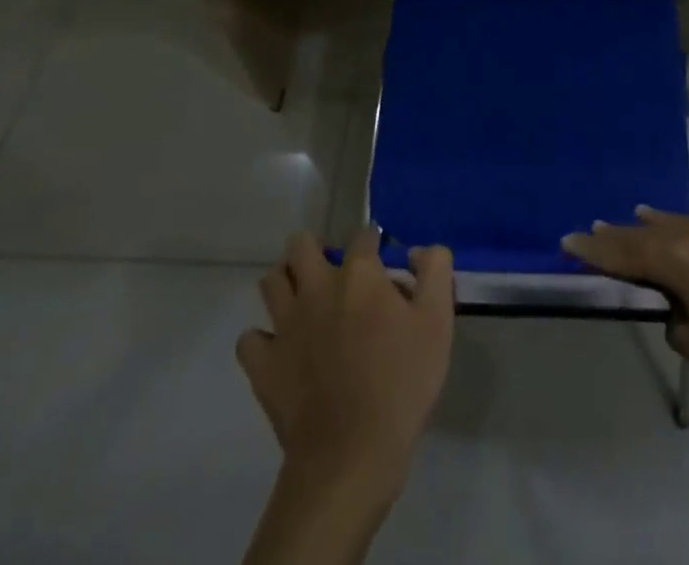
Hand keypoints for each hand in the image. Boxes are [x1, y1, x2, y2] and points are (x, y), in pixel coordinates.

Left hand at [238, 228, 454, 493]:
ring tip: (305, 300)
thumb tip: (418, 251)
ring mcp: (285, 326)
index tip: (383, 264)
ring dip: (286, 283)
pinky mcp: (263, 365)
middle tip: (333, 272)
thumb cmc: (402, 382)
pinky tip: (280, 349)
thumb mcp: (438, 320)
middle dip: (314, 249)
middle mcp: (317, 288)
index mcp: (359, 274)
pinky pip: (250, 339)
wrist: (352, 453)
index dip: (374, 244)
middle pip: (301, 245)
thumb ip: (435, 270)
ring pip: (271, 282)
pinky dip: (262, 339)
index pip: (363, 236)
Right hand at [563, 207, 688, 400]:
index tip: (568, 241)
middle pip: (645, 234)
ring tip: (631, 215)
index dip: (594, 251)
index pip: (625, 255)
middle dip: (617, 235)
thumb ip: (679, 325)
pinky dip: (679, 224)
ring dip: (649, 224)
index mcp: (677, 263)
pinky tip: (681, 225)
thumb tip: (679, 310)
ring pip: (674, 223)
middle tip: (590, 228)